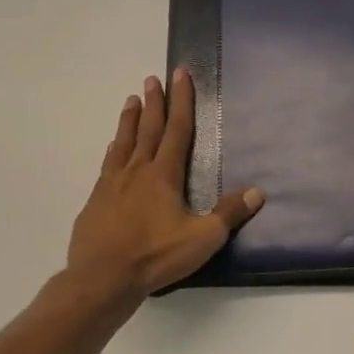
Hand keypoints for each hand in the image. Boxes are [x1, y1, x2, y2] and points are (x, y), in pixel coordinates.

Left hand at [66, 69, 263, 297]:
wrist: (102, 279)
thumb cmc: (155, 256)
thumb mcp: (202, 238)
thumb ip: (229, 213)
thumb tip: (258, 191)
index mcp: (164, 175)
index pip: (177, 130)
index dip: (181, 101)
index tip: (180, 74)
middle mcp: (137, 171)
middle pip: (148, 129)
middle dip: (154, 103)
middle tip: (152, 78)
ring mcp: (112, 184)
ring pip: (123, 143)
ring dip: (129, 120)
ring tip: (131, 99)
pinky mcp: (96, 201)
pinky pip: (107, 165)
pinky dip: (113, 150)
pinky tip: (112, 148)